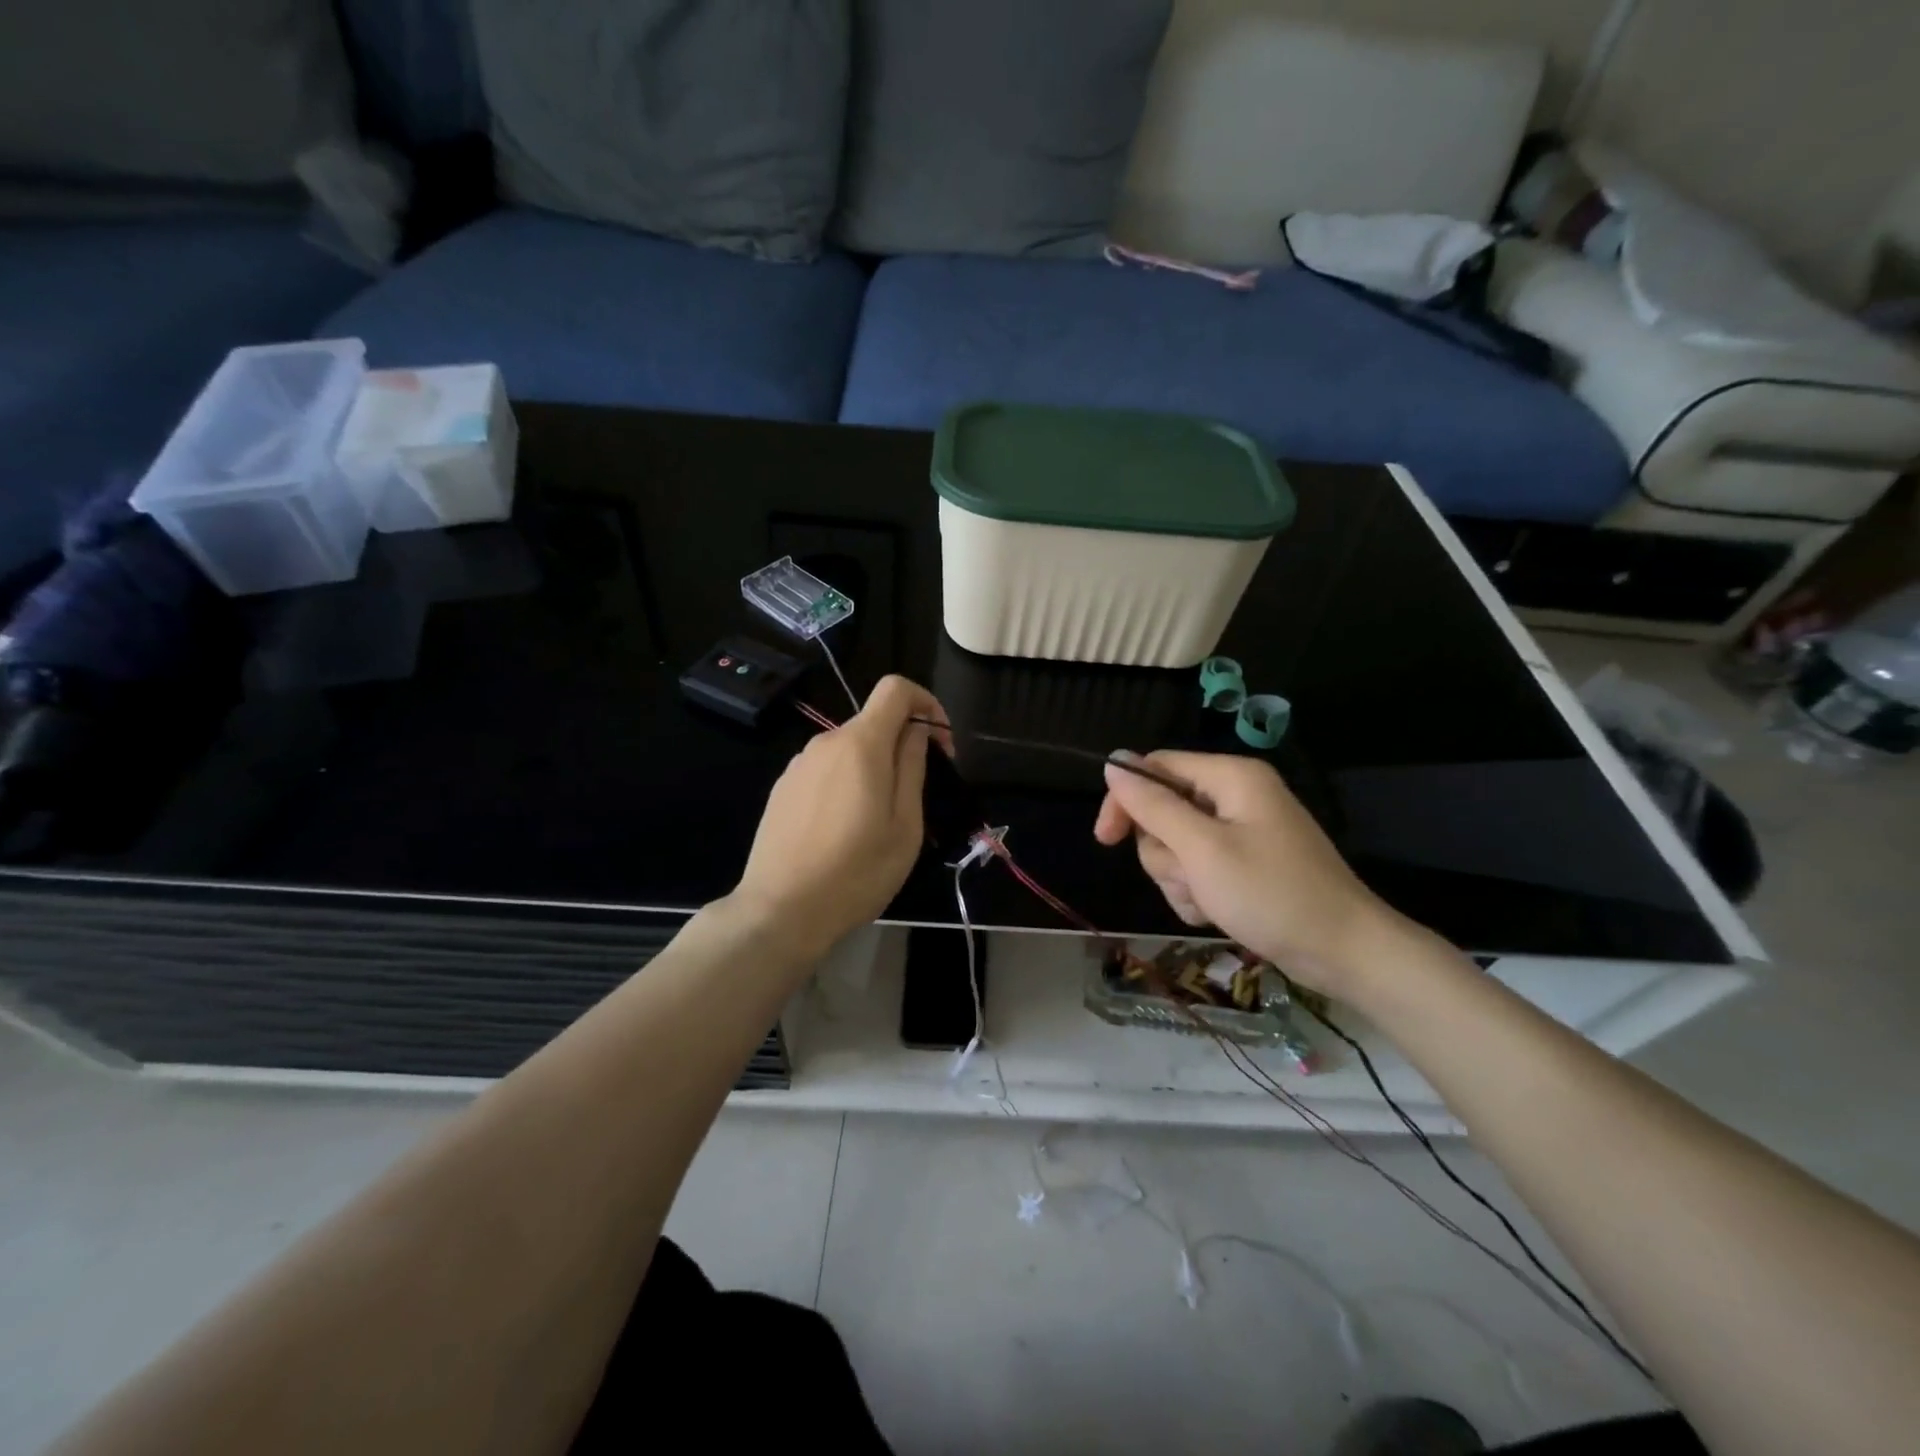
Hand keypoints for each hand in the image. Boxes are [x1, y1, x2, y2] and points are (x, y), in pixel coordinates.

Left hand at [729, 676, 950, 962]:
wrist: (780, 910)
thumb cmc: (856, 872)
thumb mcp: (905, 825)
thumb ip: (912, 767)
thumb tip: (917, 731)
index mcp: (861, 745)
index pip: (896, 688)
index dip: (926, 703)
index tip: (940, 743)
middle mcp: (825, 743)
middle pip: (873, 723)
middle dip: (903, 745)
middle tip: (918, 795)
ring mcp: (798, 766)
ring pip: (849, 750)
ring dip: (874, 768)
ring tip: (880, 820)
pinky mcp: (782, 789)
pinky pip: (825, 771)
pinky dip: (846, 783)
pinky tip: (844, 830)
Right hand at [1093, 750, 1403, 994]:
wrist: (1343, 952)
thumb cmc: (1271, 894)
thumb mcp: (1202, 849)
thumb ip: (1153, 806)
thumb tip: (1113, 763)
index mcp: (1230, 777)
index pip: (1155, 768)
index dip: (1126, 799)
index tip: (1106, 840)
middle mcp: (1235, 796)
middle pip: (1164, 811)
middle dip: (1165, 853)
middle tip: (1190, 879)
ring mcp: (1242, 831)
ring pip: (1177, 846)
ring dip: (1181, 879)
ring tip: (1209, 901)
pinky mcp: (1246, 863)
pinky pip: (1198, 868)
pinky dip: (1198, 892)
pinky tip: (1217, 913)